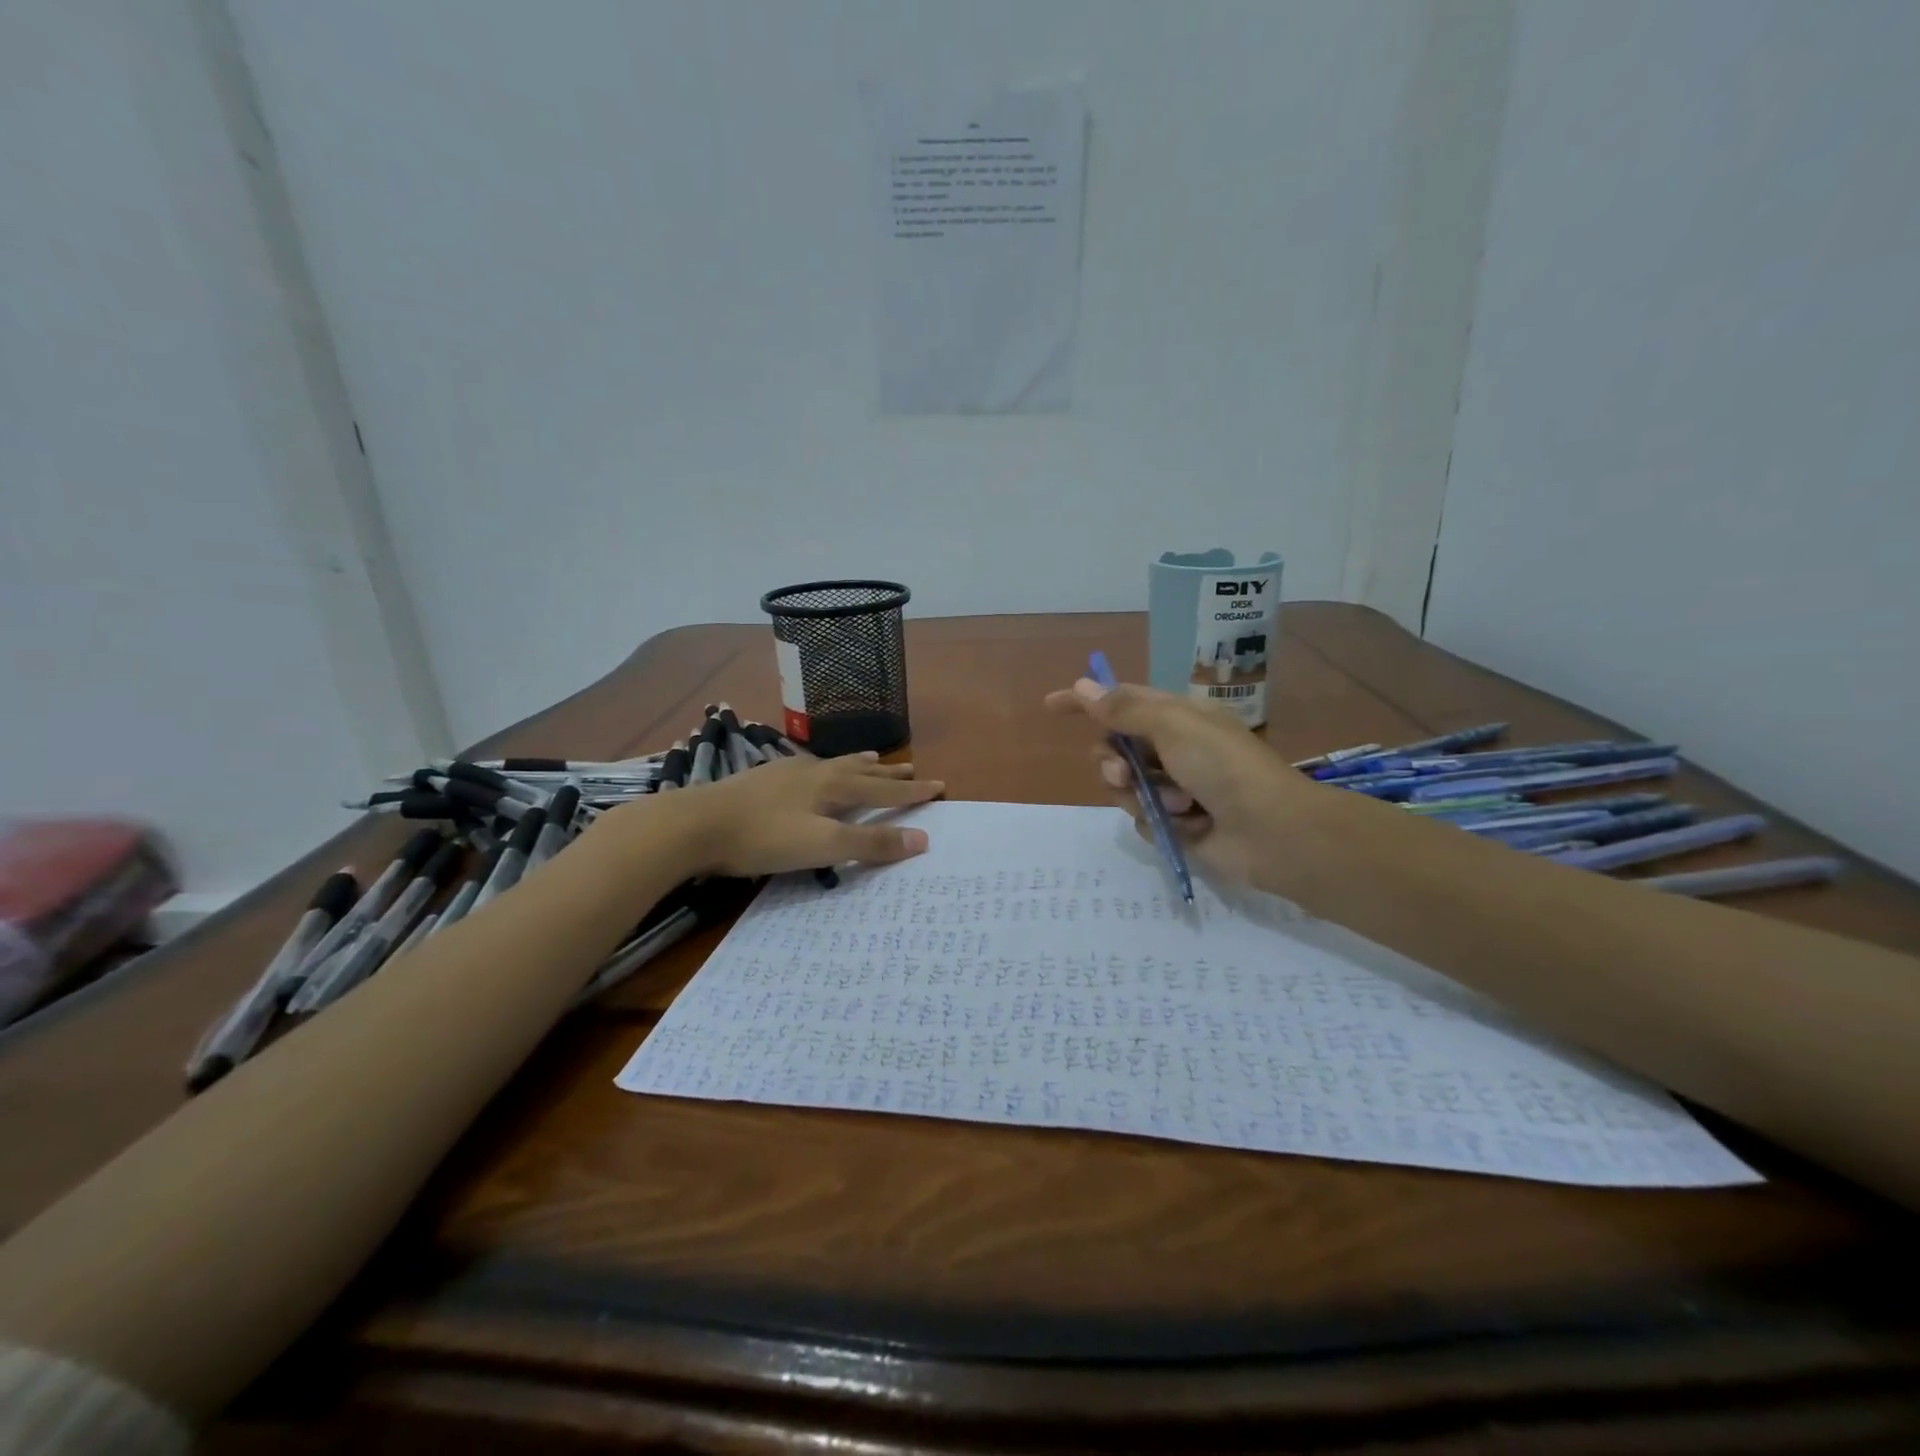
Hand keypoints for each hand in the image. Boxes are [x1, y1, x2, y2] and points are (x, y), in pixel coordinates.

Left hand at [617, 752, 943, 877]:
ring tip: (873, 758)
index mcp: (833, 785)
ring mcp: (787, 772)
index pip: (883, 788)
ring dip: (859, 764)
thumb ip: (870, 843)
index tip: (940, 785)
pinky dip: (828, 768)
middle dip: (889, 772)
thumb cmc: (764, 837)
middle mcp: (815, 771)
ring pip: (834, 765)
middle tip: (912, 766)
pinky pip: (810, 768)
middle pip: (861, 770)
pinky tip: (813, 771)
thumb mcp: (823, 845)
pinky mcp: (764, 779)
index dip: (912, 790)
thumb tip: (922, 839)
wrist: (696, 824)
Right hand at [1044, 678, 1309, 887]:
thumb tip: (1084, 685)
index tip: (1050, 706)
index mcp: (1177, 717)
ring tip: (1175, 805)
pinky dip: (1161, 822)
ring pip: (1125, 788)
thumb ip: (1123, 708)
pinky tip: (1187, 826)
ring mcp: (1176, 788)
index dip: (1085, 702)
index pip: (1120, 701)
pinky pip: (1144, 820)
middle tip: (1124, 774)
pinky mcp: (1179, 824)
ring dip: (1141, 795)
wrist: (1271, 831)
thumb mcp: (1171, 725)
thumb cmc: (1223, 766)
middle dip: (1112, 763)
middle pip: (1115, 750)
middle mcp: (1173, 749)